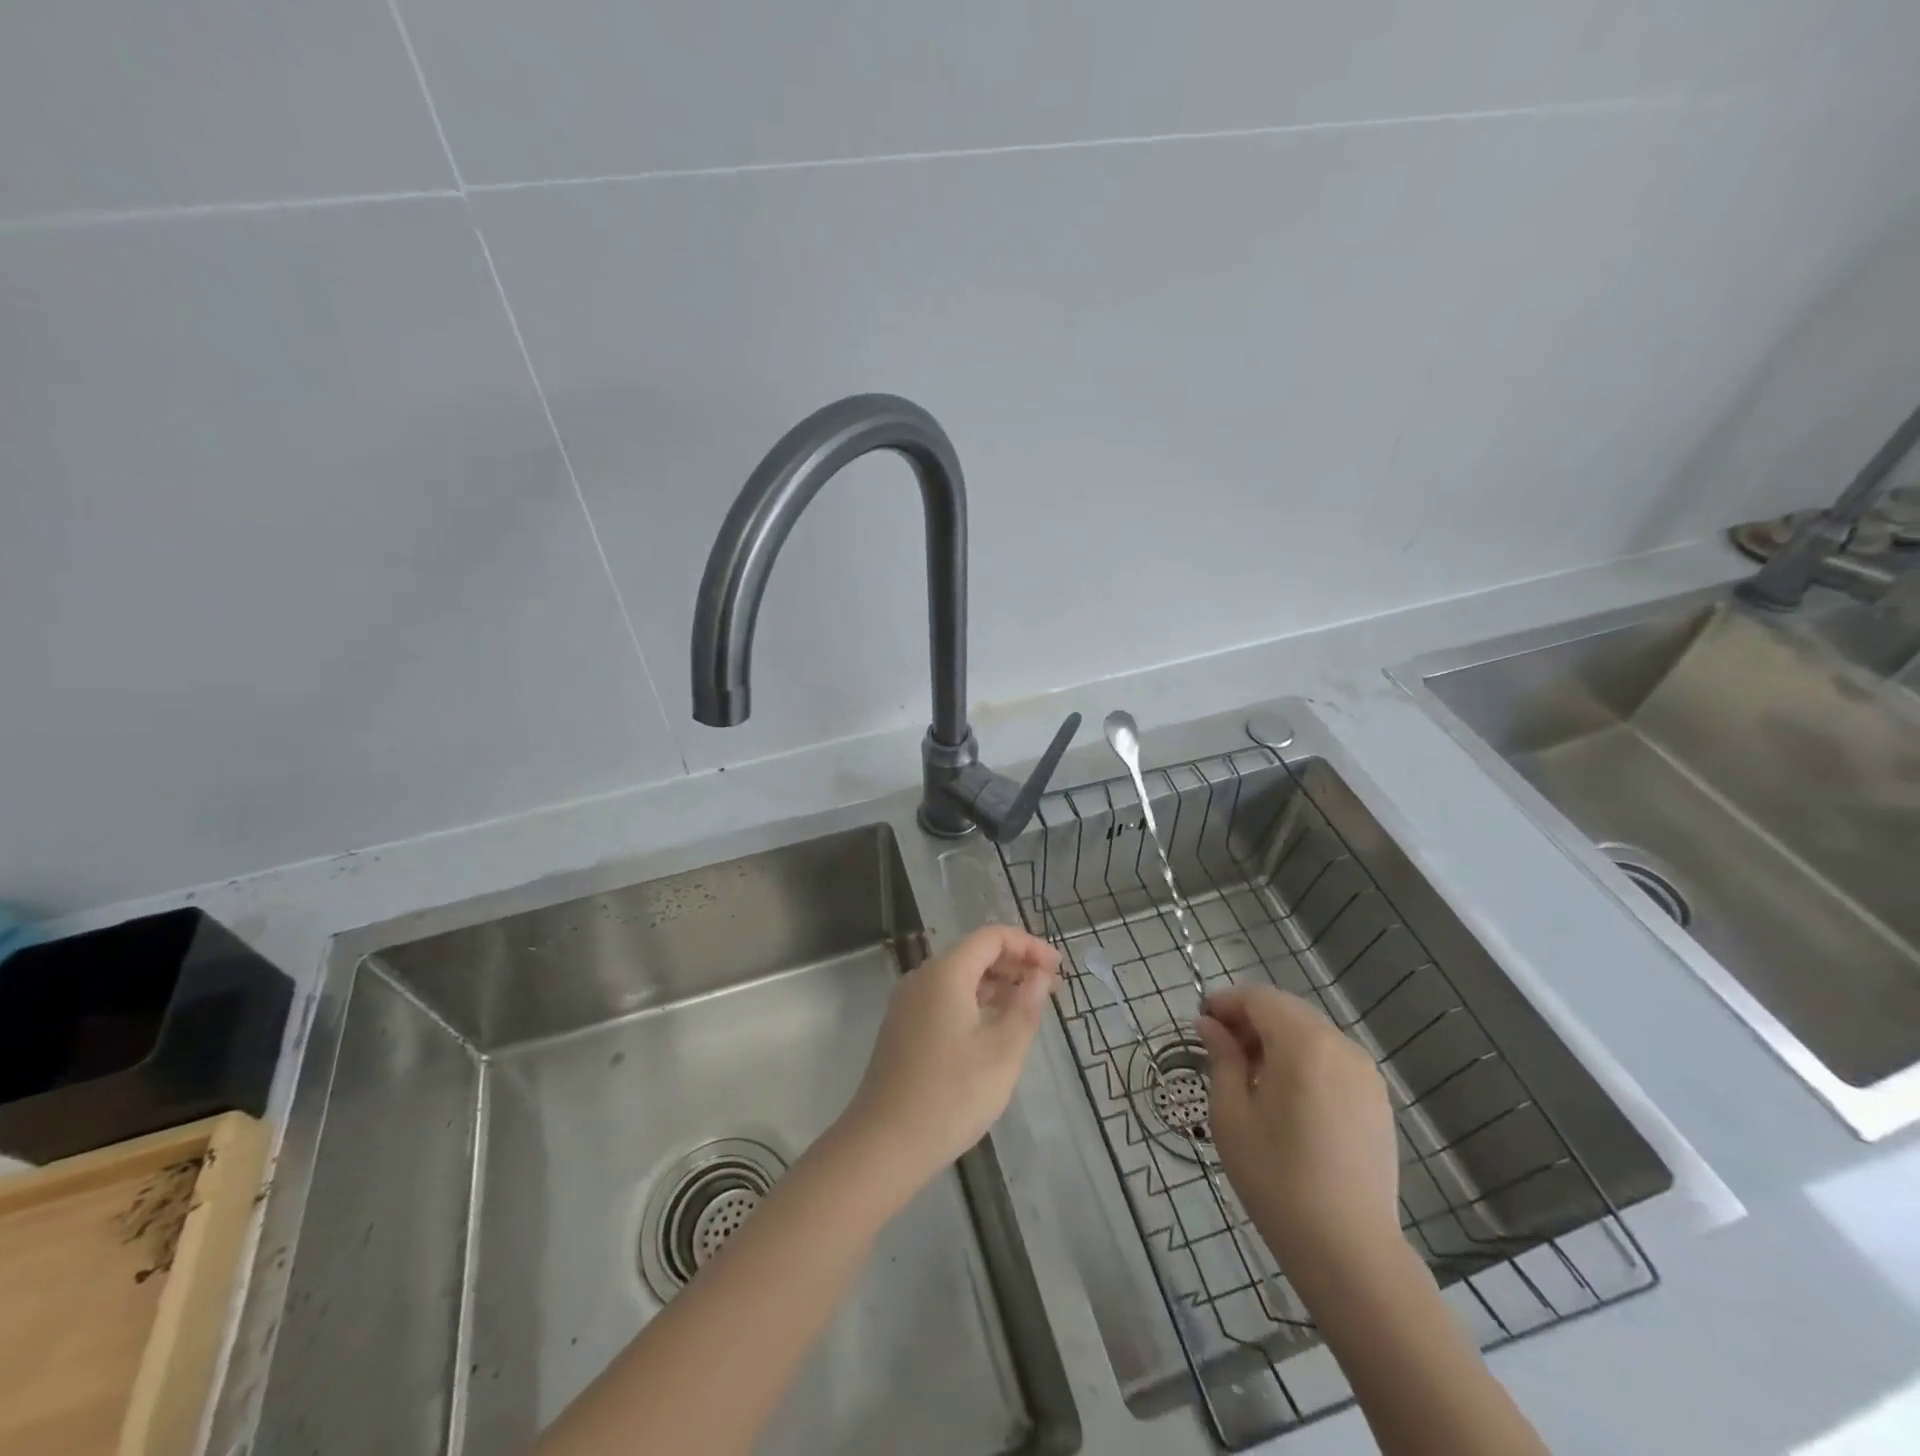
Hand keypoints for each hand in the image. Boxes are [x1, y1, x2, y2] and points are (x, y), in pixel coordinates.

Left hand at [838, 925, 1058, 1196]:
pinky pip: (945, 999)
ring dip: (996, 985)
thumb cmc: (951, 1095)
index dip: (1028, 945)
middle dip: (1015, 964)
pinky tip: (995, 1029)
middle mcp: (923, 978)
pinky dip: (975, 1002)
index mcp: (946, 973)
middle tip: (1050, 990)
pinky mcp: (904, 1028)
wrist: (884, 1144)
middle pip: (974, 953)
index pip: (991, 937)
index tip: (1058, 969)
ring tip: (1029, 1008)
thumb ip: (1026, 1007)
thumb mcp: (1003, 1052)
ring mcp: (909, 1004)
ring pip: (959, 978)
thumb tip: (1040, 977)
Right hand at [1197, 984, 1401, 1269]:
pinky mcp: (1377, 1100)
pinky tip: (1285, 1097)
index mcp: (1304, 1044)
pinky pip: (1332, 1059)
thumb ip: (1221, 1058)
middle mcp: (1341, 1047)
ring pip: (1310, 1033)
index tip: (1201, 1023)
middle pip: (1287, 1011)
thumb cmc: (1277, 1179)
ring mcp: (1365, 1074)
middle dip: (1250, 1020)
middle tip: (1219, 1049)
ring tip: (1249, 1076)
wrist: (1350, 1252)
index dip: (1226, 1002)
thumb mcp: (1231, 1114)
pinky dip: (1303, 1060)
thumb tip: (1210, 1025)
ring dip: (1276, 1039)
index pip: (1259, 998)